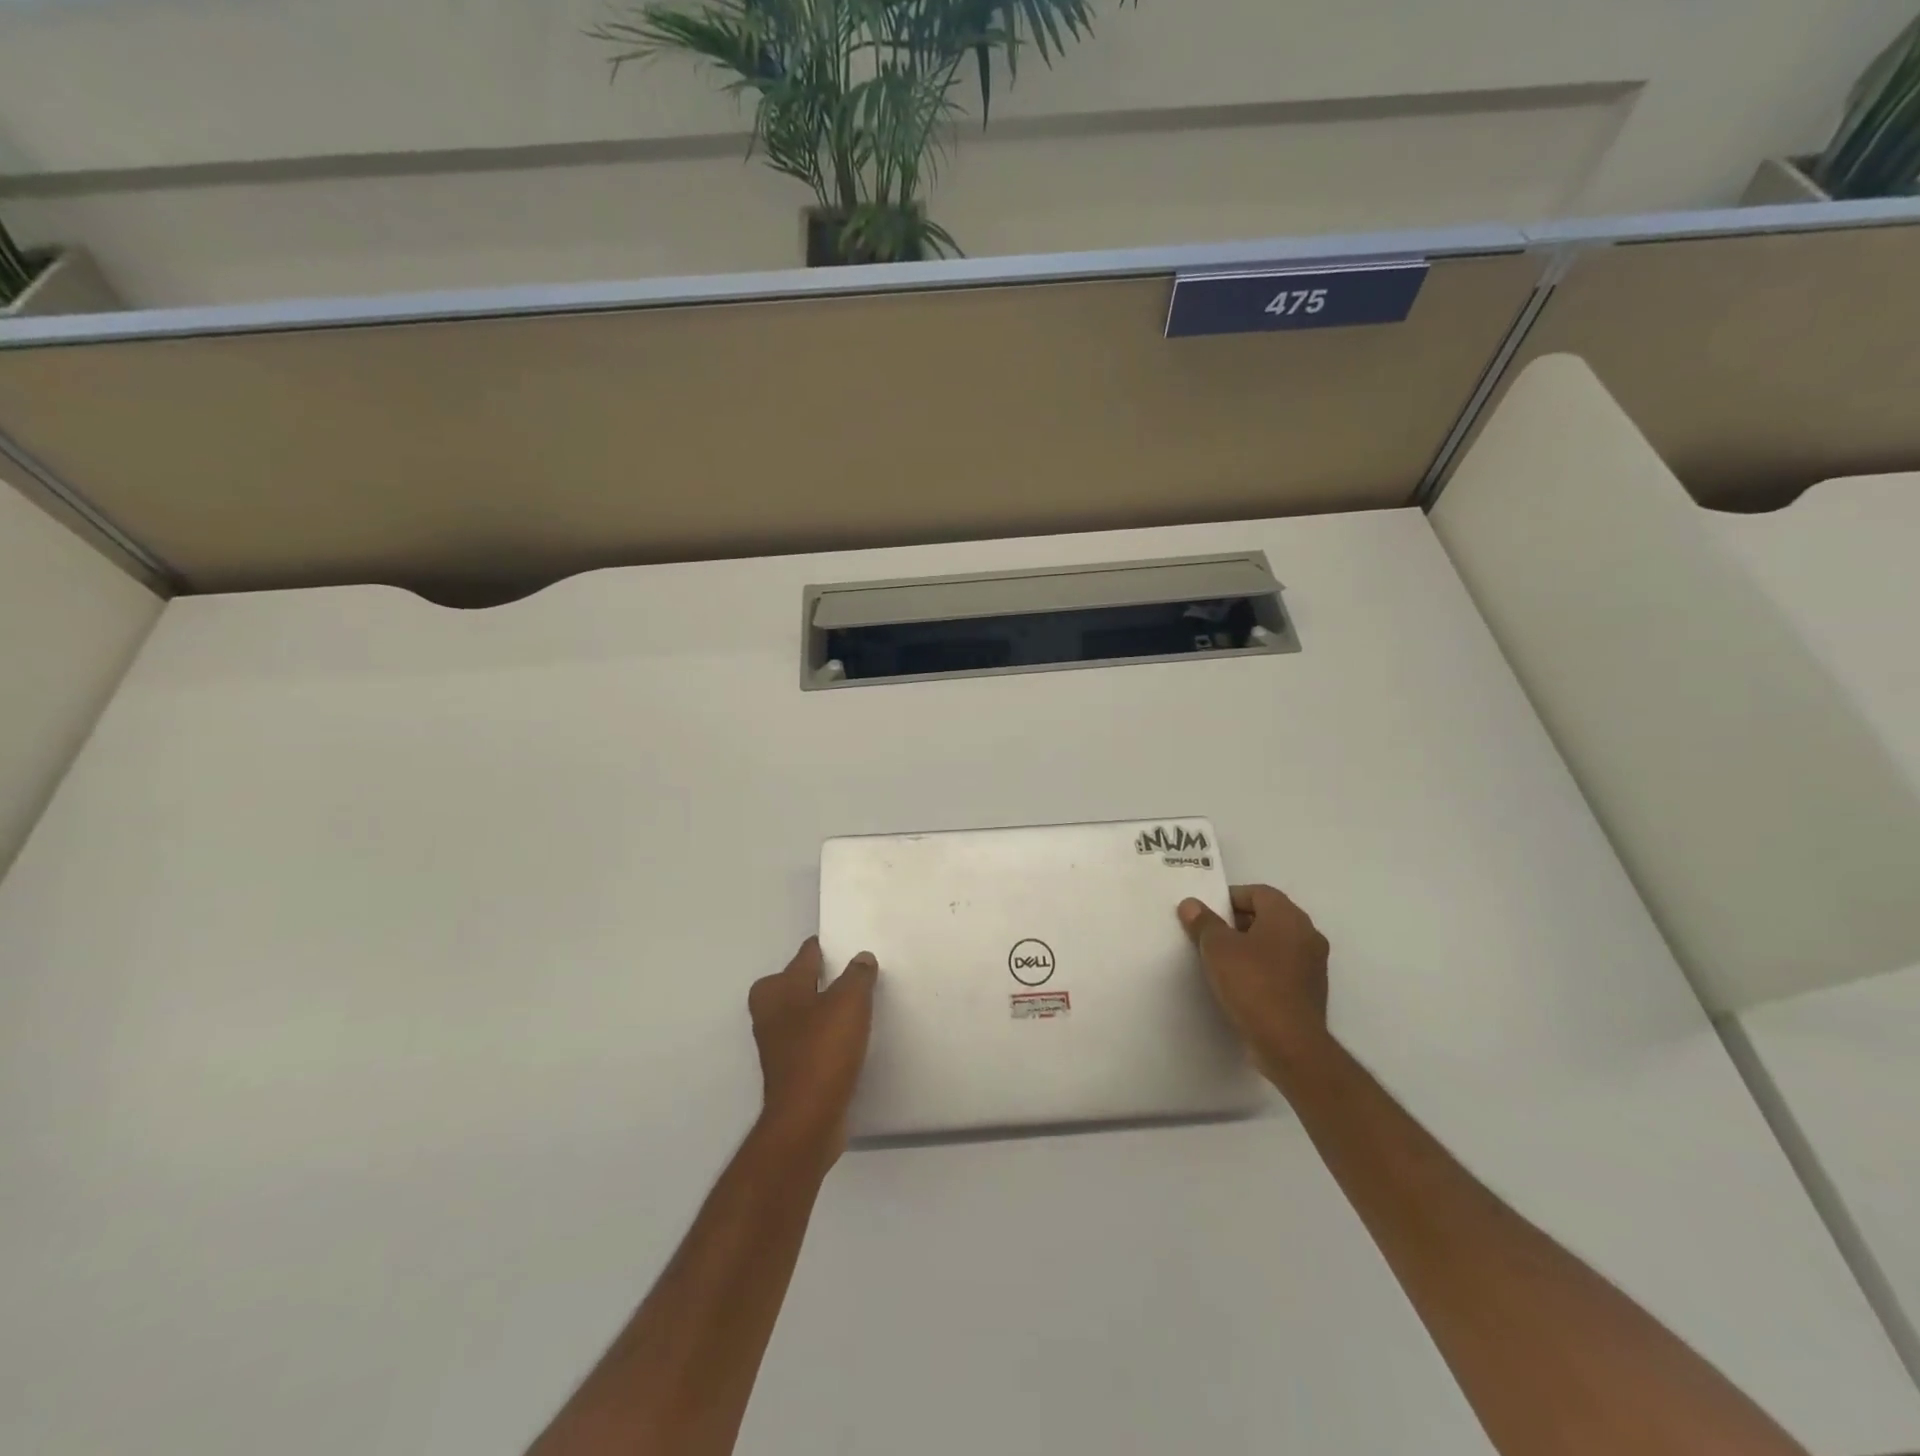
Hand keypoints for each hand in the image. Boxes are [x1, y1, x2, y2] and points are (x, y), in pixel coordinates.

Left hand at [748, 938, 877, 1165]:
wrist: (807, 1120)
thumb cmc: (823, 1050)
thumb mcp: (849, 1002)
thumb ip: (857, 975)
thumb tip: (861, 958)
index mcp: (779, 989)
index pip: (805, 956)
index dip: (825, 948)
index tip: (845, 945)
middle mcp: (771, 1013)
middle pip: (797, 984)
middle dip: (818, 979)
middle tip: (851, 975)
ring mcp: (777, 1045)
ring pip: (802, 1014)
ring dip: (823, 1010)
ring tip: (855, 1006)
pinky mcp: (790, 1071)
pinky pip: (810, 1042)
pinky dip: (825, 1038)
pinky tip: (848, 1041)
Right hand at [1179, 885, 1330, 1081]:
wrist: (1289, 1044)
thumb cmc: (1253, 984)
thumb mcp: (1217, 948)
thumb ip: (1203, 922)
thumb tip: (1191, 904)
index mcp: (1288, 917)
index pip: (1258, 892)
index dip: (1229, 898)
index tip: (1207, 914)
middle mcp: (1308, 934)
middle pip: (1268, 916)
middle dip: (1237, 922)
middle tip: (1210, 936)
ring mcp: (1313, 965)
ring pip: (1276, 943)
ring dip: (1250, 947)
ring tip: (1221, 961)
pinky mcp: (1311, 991)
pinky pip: (1282, 968)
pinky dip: (1262, 969)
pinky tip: (1241, 985)